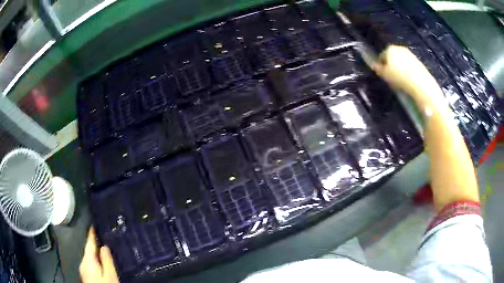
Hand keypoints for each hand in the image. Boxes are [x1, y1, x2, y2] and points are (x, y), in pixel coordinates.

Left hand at [79, 227, 118, 282]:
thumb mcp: (110, 276)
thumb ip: (106, 261)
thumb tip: (104, 246)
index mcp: (87, 260)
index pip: (89, 243)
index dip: (91, 233)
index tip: (94, 223)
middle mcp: (83, 262)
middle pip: (88, 249)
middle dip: (94, 242)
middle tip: (103, 234)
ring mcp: (84, 269)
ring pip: (89, 256)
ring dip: (94, 251)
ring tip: (103, 246)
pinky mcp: (86, 275)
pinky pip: (90, 262)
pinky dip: (94, 258)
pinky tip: (100, 260)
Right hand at [372, 45, 444, 109]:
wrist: (419, 83)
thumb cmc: (399, 78)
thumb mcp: (384, 75)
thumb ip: (378, 69)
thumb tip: (373, 65)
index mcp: (389, 49)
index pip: (382, 56)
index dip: (381, 65)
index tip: (383, 74)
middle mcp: (399, 48)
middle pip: (392, 57)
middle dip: (391, 65)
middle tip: (392, 77)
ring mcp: (409, 54)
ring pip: (401, 61)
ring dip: (400, 68)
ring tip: (401, 80)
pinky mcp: (418, 61)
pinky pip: (409, 65)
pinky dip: (407, 71)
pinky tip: (408, 80)